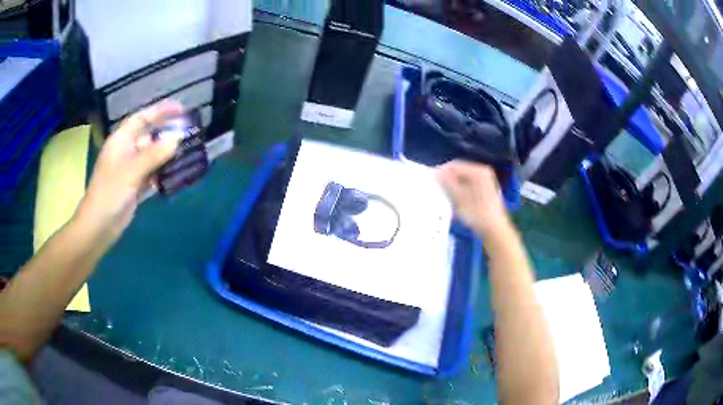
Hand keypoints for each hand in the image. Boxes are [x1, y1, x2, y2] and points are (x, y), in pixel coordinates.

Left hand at [75, 100, 183, 240]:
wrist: (99, 226)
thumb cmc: (110, 193)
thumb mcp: (132, 171)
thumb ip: (154, 154)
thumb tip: (177, 139)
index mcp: (121, 141)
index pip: (142, 118)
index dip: (160, 111)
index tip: (181, 109)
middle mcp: (126, 151)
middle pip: (149, 136)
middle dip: (166, 133)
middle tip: (188, 132)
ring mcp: (129, 169)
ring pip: (151, 155)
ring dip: (166, 154)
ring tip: (186, 153)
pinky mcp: (133, 185)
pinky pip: (151, 173)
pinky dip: (162, 173)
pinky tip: (174, 175)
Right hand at [436, 161, 510, 236]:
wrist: (495, 230)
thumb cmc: (477, 214)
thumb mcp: (459, 198)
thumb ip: (447, 183)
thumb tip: (435, 172)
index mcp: (478, 171)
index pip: (455, 165)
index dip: (441, 171)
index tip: (430, 179)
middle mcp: (483, 172)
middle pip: (460, 171)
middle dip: (447, 178)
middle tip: (435, 187)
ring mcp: (486, 181)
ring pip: (464, 178)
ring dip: (453, 184)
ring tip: (443, 193)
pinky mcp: (486, 190)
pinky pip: (469, 184)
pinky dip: (460, 189)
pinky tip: (454, 198)